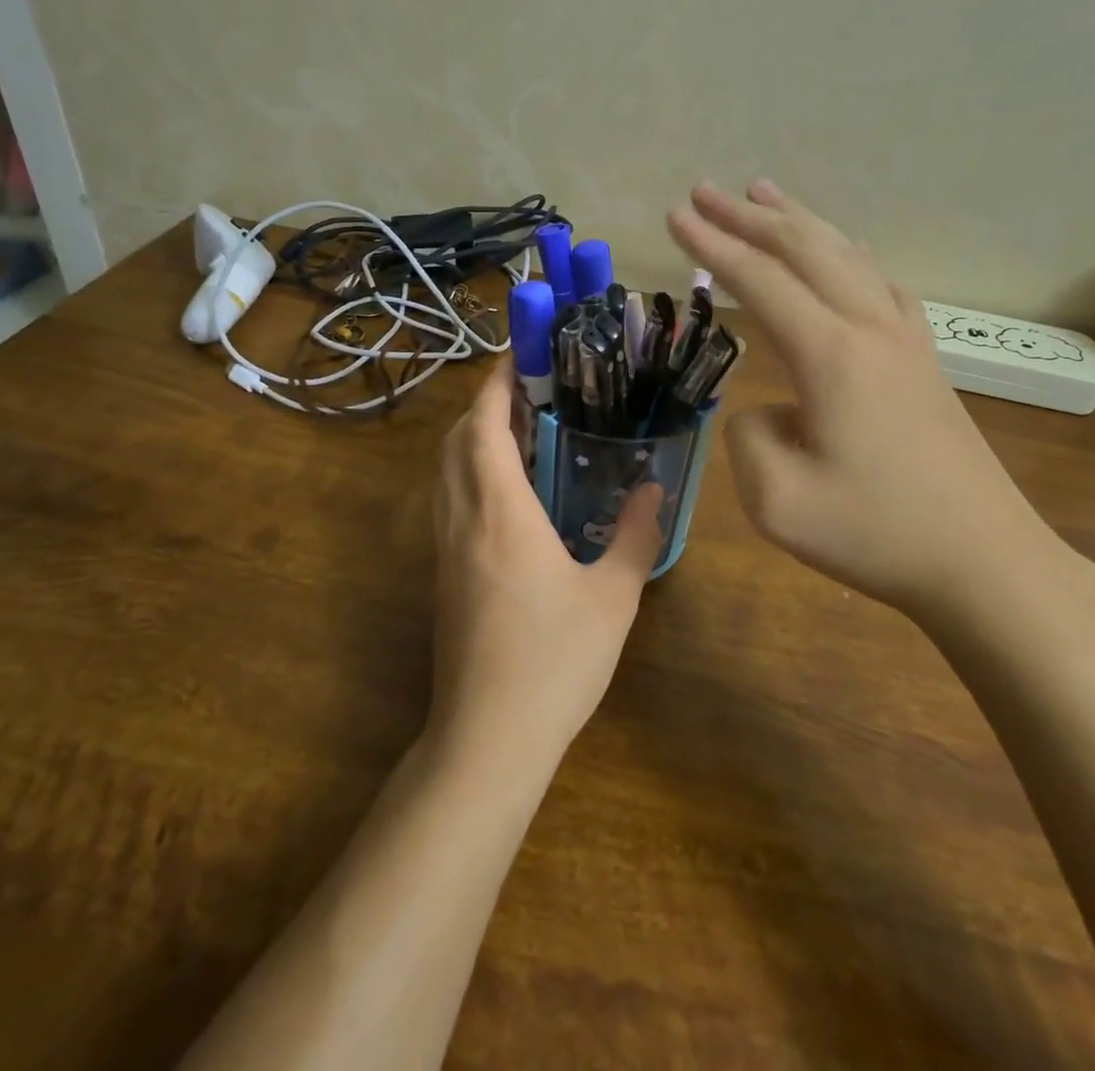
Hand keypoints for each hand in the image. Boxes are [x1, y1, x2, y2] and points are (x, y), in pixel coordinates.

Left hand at [429, 361, 662, 768]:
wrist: (488, 738)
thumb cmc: (555, 662)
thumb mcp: (613, 597)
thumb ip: (635, 535)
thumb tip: (652, 488)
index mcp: (501, 513)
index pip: (484, 427)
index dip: (495, 385)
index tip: (518, 357)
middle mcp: (462, 519)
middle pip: (456, 441)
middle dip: (483, 405)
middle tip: (528, 391)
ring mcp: (445, 549)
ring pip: (445, 471)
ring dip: (472, 438)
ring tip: (520, 431)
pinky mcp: (443, 575)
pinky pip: (448, 501)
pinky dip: (469, 473)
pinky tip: (508, 491)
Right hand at [667, 181, 1069, 626]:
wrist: (985, 562)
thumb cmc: (877, 535)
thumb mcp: (778, 501)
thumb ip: (747, 437)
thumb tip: (765, 408)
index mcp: (832, 355)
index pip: (760, 280)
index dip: (713, 245)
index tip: (675, 214)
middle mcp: (870, 329)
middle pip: (805, 250)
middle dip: (748, 217)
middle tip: (704, 192)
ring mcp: (905, 341)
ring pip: (847, 256)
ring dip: (799, 222)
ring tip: (763, 195)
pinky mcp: (924, 361)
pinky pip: (879, 283)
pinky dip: (847, 253)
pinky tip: (842, 255)